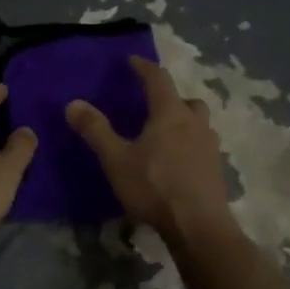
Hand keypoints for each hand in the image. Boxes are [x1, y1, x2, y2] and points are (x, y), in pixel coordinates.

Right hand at [67, 56, 230, 240]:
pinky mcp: (216, 170)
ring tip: (165, 135)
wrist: (199, 227)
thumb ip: (95, 130)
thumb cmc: (154, 187)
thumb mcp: (116, 159)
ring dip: (184, 121)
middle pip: (186, 100)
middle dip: (170, 97)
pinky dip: (190, 145)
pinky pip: (202, 146)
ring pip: (198, 123)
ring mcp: (210, 147)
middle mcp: (195, 123)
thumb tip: (73, 103)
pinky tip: (177, 163)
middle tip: (153, 104)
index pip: (158, 79)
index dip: (144, 67)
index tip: (132, 61)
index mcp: (170, 113)